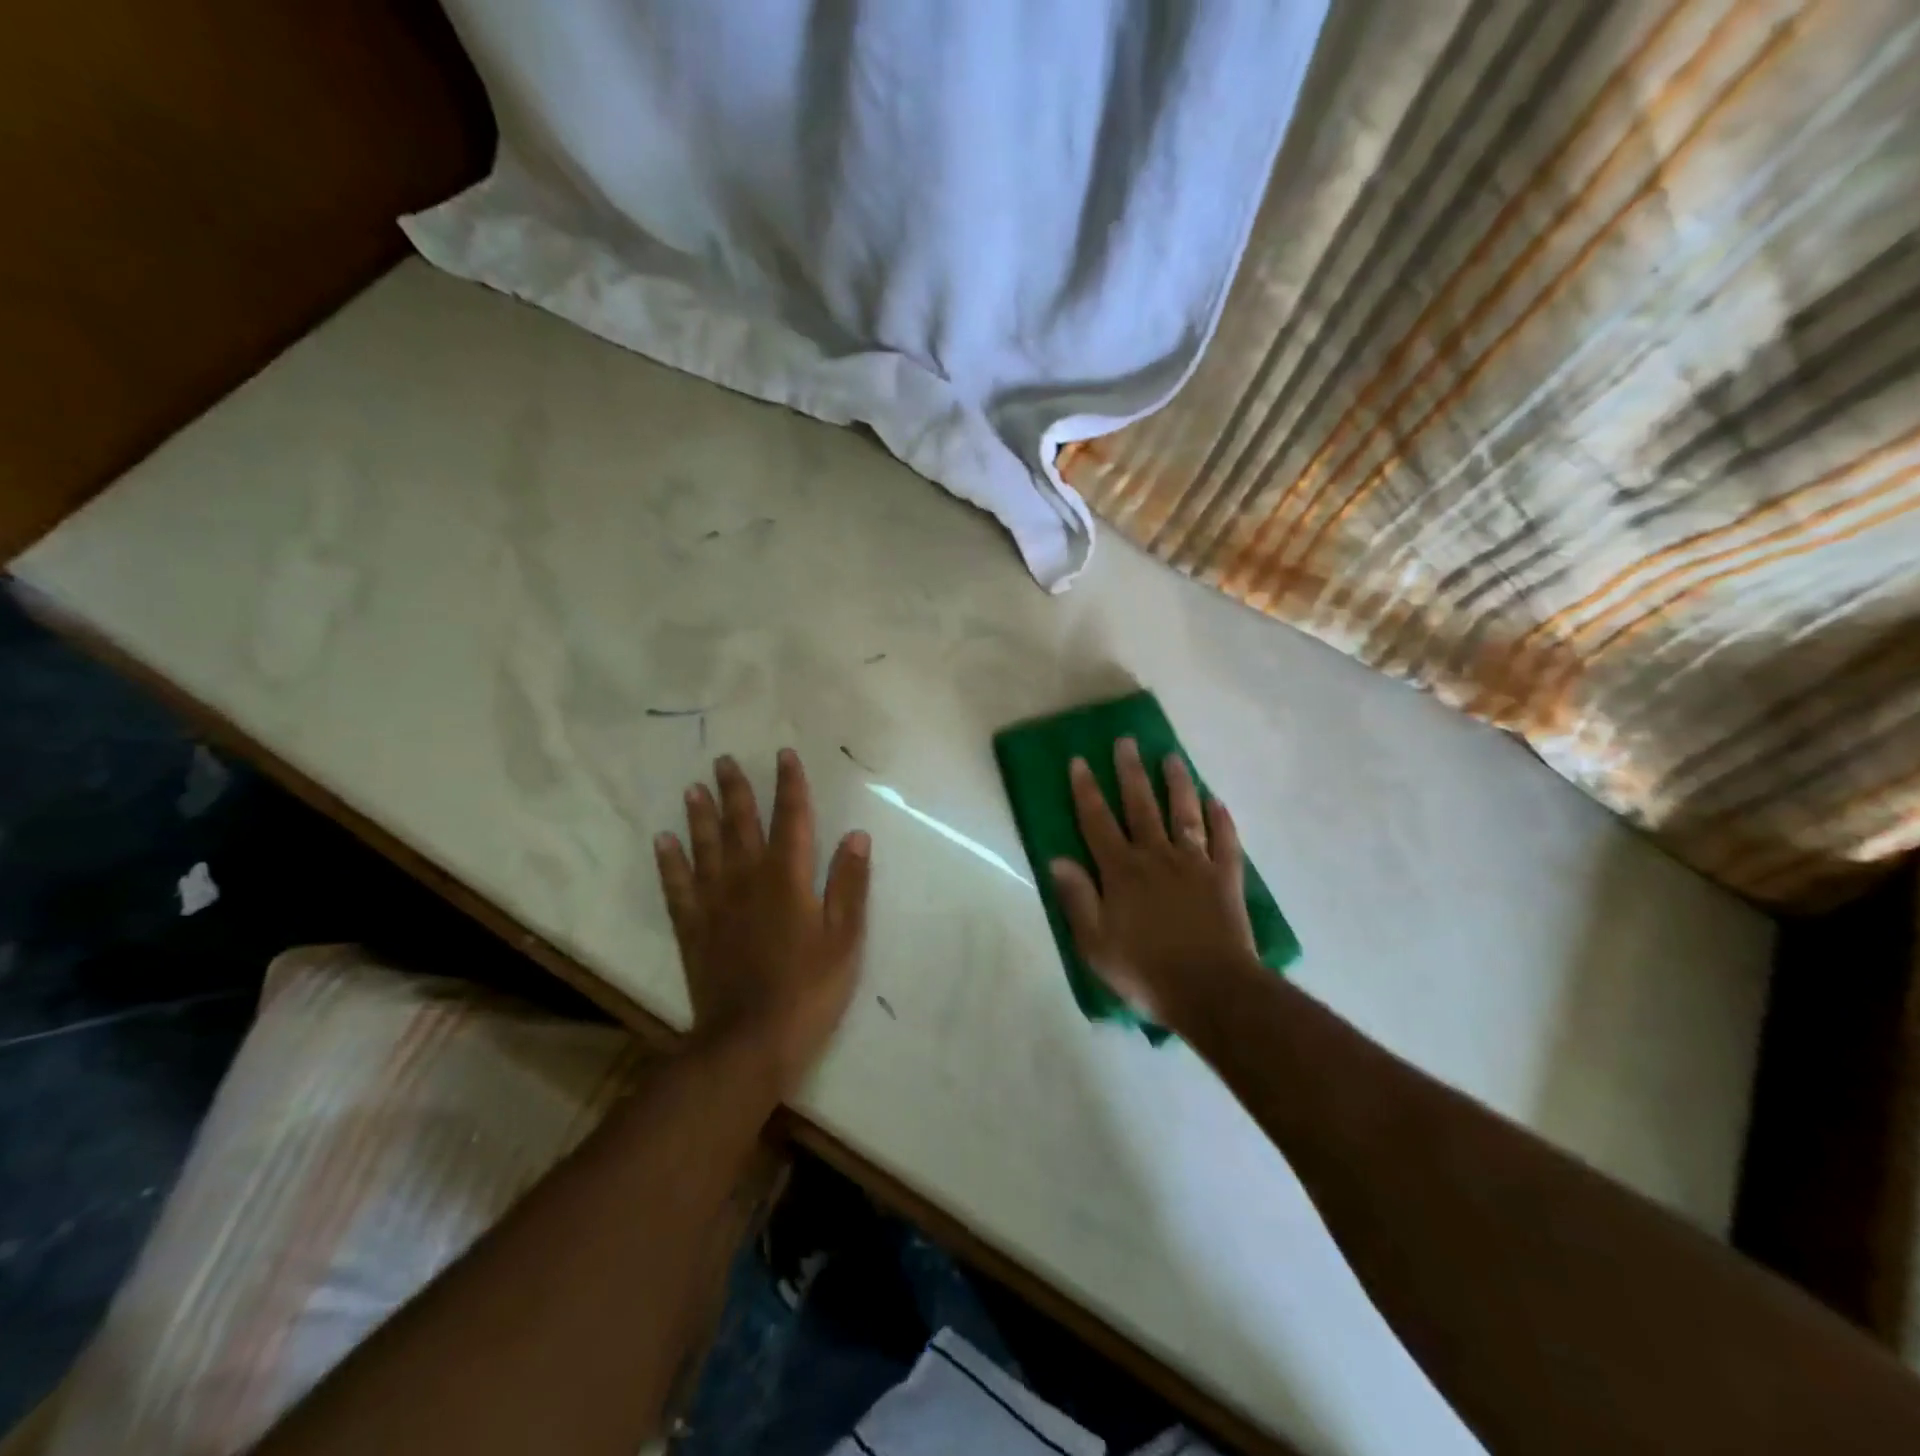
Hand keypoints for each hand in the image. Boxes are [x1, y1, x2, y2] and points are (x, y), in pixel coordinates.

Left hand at [655, 749, 870, 1095]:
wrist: (750, 1041)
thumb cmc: (809, 989)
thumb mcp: (845, 938)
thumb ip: (850, 885)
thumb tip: (857, 835)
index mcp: (789, 877)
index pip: (792, 818)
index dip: (789, 785)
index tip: (784, 755)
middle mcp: (747, 879)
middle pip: (741, 824)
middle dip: (736, 790)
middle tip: (724, 761)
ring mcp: (715, 903)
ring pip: (706, 847)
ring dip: (700, 816)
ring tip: (694, 789)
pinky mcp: (693, 929)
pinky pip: (677, 886)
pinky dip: (670, 862)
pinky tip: (663, 841)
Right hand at [1050, 738, 1259, 1029]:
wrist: (1210, 991)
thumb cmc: (1144, 970)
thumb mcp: (1095, 943)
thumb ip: (1077, 898)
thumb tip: (1057, 859)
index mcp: (1121, 871)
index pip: (1098, 822)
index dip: (1086, 791)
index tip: (1080, 761)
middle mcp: (1156, 857)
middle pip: (1141, 806)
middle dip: (1130, 772)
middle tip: (1126, 741)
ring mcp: (1194, 865)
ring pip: (1184, 814)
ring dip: (1177, 784)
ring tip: (1171, 757)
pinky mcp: (1225, 879)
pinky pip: (1225, 842)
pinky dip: (1222, 820)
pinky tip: (1217, 801)